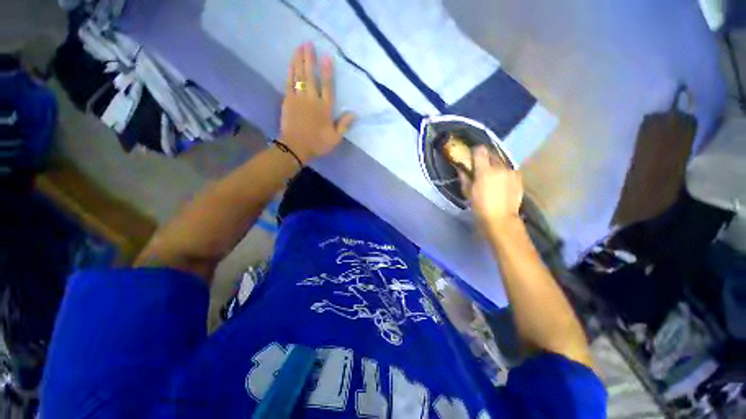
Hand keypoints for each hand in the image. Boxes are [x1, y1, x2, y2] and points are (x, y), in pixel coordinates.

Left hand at [280, 43, 354, 162]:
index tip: (326, 57)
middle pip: (311, 76)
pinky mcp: (288, 101)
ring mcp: (298, 99)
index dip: (327, 72)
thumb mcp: (335, 139)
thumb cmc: (317, 144)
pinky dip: (290, 72)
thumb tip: (354, 113)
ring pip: (299, 76)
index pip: (327, 87)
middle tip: (308, 43)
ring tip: (299, 47)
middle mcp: (312, 100)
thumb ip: (344, 125)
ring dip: (299, 61)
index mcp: (325, 109)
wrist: (295, 148)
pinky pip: (289, 83)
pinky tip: (291, 63)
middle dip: (310, 59)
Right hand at [459, 146, 523, 227]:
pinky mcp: (518, 177)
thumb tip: (462, 169)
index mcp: (484, 170)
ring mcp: (511, 171)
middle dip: (485, 157)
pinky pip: (509, 169)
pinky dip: (503, 171)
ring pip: (501, 161)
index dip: (475, 151)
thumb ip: (464, 177)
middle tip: (480, 165)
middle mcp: (499, 167)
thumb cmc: (480, 206)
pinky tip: (501, 180)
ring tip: (492, 174)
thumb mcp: (467, 192)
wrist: (500, 219)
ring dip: (495, 164)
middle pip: (492, 153)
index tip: (472, 156)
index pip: (480, 150)